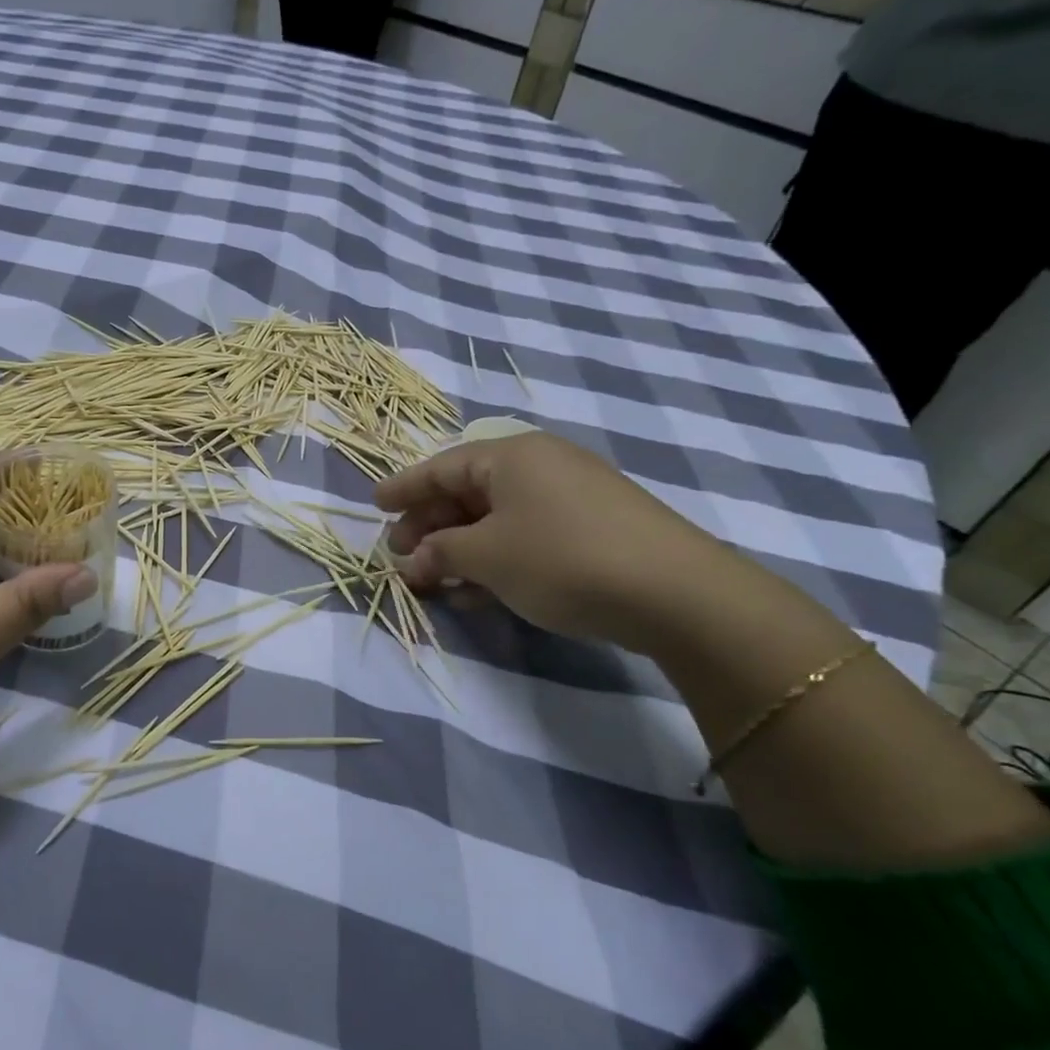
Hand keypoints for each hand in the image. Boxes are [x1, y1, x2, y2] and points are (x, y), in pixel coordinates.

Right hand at [373, 432, 732, 649]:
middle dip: (429, 526)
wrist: (676, 593)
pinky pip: (526, 535)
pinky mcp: (593, 528)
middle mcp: (539, 466)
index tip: (373, 505)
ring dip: (460, 549)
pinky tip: (480, 592)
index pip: (440, 467)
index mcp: (508, 456)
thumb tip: (413, 561)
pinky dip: (496, 559)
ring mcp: (570, 496)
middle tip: (401, 556)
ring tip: (435, 581)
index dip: (403, 489)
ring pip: (496, 518)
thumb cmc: (561, 559)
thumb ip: (440, 553)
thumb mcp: (487, 556)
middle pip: (467, 492)